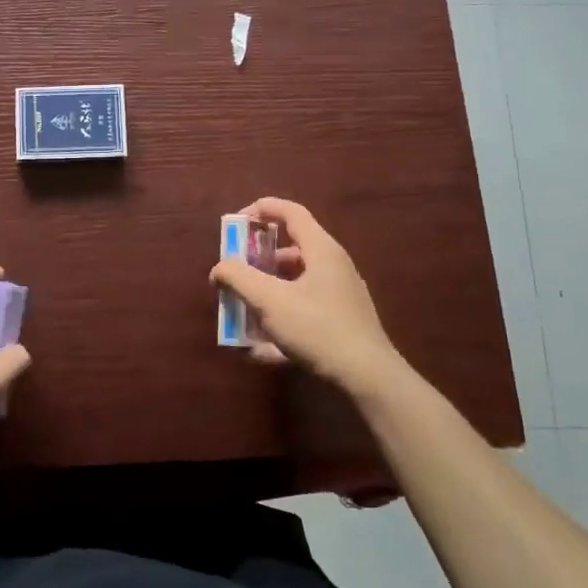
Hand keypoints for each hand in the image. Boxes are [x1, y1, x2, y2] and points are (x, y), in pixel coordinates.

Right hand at [210, 197, 410, 401]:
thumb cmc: (317, 328)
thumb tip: (219, 269)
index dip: (261, 210)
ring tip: (241, 314)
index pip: (291, 212)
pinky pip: (302, 313)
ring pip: (294, 285)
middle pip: (289, 251)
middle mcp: (333, 267)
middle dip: (256, 261)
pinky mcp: (340, 323)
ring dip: (265, 294)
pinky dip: (280, 322)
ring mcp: (339, 296)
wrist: (368, 378)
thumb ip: (238, 277)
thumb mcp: (269, 300)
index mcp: (321, 250)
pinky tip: (259, 350)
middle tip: (235, 274)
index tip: (236, 223)